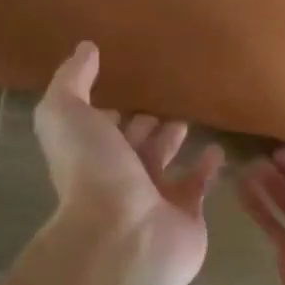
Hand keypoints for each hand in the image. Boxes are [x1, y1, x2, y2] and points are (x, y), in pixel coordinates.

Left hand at [33, 42, 223, 284]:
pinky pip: (198, 184)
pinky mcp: (186, 214)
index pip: (98, 127)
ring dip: (172, 142)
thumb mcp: (66, 113)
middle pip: (132, 145)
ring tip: (188, 119)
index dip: (107, 110)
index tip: (123, 85)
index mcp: (89, 154)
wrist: (126, 235)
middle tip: (163, 101)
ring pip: (163, 163)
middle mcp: (117, 177)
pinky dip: (207, 167)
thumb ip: (72, 80)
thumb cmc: (93, 171)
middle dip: (143, 125)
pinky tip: (218, 148)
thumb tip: (86, 48)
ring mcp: (153, 198)